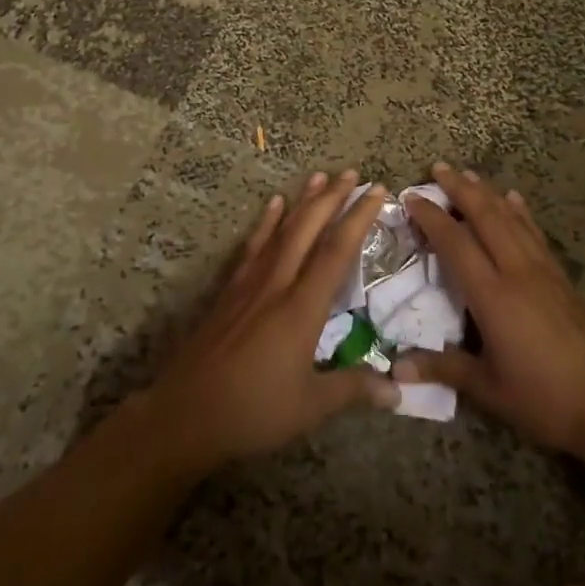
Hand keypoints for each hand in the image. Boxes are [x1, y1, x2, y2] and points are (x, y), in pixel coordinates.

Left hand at [145, 171, 398, 470]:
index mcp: (302, 308)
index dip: (359, 218)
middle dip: (332, 197)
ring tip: (318, 175)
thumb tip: (399, 389)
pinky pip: (253, 245)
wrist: (185, 413)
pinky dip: (266, 222)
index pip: (337, 251)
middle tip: (351, 172)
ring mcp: (250, 283)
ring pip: (281, 230)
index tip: (376, 191)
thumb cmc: (253, 412)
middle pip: (308, 229)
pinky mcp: (230, 290)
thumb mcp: (310, 407)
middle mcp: (278, 284)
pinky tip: (273, 204)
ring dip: (302, 201)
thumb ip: (353, 389)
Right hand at [396, 164, 584, 460]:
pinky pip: (534, 233)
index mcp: (493, 296)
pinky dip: (520, 211)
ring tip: (468, 174)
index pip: (455, 243)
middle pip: (485, 217)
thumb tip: (396, 369)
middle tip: (438, 168)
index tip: (411, 197)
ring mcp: (543, 271)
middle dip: (460, 189)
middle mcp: (517, 271)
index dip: (432, 217)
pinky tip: (514, 198)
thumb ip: (444, 369)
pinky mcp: (562, 277)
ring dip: (488, 192)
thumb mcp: (489, 389)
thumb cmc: (544, 400)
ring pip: (511, 218)